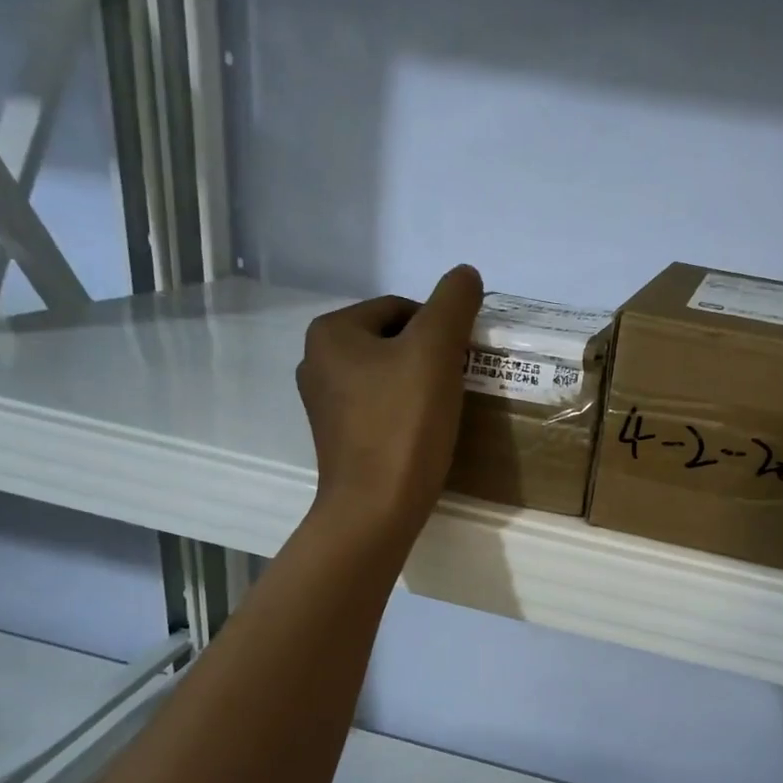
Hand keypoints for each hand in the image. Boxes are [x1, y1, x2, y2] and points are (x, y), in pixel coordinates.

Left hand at [297, 265, 482, 541]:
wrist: (376, 509)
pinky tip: (423, 432)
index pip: (401, 308)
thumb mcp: (435, 351)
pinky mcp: (337, 437)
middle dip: (429, 357)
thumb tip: (466, 274)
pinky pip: (379, 407)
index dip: (440, 329)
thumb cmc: (403, 425)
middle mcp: (316, 361)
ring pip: (387, 375)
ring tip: (443, 410)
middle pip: (394, 341)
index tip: (461, 361)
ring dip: (419, 384)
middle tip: (457, 385)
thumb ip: (453, 303)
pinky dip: (405, 412)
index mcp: (331, 332)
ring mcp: (323, 403)